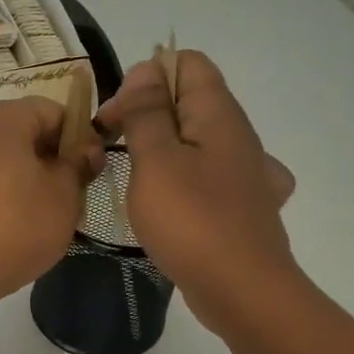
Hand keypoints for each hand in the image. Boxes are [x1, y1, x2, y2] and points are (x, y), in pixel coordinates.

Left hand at [0, 97, 101, 317]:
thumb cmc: (16, 228)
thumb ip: (78, 165)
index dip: (75, 137)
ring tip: (23, 207)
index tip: (87, 169)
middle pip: (14, 129)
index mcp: (1, 117)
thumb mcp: (65, 197)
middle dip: (40, 154)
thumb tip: (83, 150)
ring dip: (6, 169)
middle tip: (61, 192)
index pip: (50, 112)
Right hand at [96, 52, 299, 335]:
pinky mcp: (239, 205)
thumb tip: (145, 71)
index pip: (187, 62)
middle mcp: (236, 135)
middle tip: (110, 147)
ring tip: (132, 177)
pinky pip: (205, 174)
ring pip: (194, 139)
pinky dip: (182, 178)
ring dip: (159, 148)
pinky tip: (169, 202)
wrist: (242, 290)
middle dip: (145, 113)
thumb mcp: (156, 160)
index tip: (116, 115)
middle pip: (188, 100)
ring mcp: (242, 172)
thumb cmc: (192, 220)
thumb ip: (147, 112)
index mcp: (218, 115)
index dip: (146, 77)